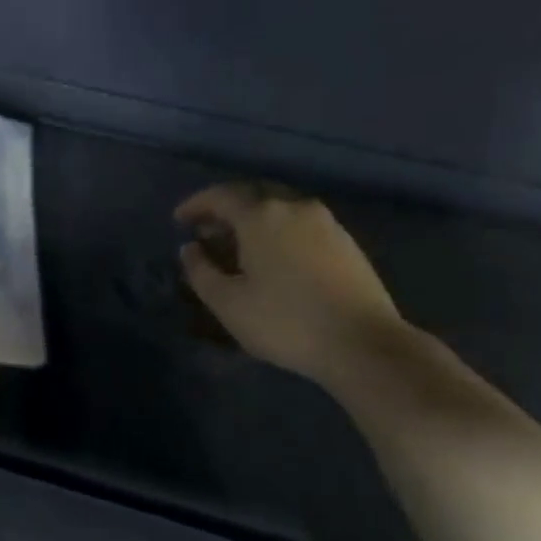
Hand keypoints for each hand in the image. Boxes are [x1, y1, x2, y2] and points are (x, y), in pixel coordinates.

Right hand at [175, 182, 406, 383]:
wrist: (362, 343)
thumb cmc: (284, 321)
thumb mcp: (227, 303)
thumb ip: (201, 271)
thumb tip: (190, 249)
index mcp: (261, 217)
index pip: (221, 196)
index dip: (196, 205)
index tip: (178, 220)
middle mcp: (295, 208)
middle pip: (253, 198)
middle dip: (225, 212)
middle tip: (205, 234)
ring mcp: (326, 223)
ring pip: (279, 212)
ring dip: (253, 224)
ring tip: (237, 250)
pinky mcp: (346, 243)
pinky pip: (300, 227)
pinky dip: (277, 234)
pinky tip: (272, 261)